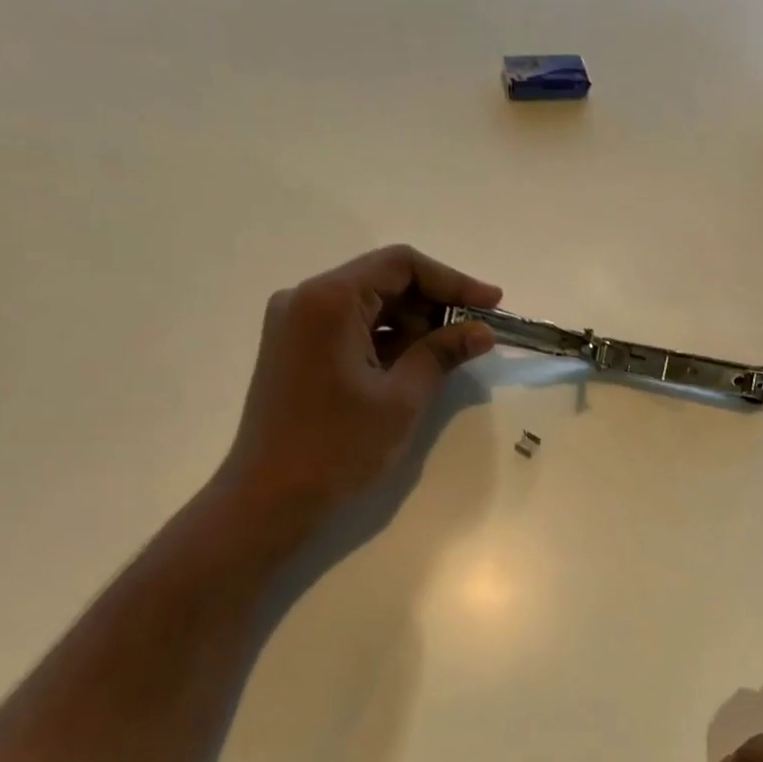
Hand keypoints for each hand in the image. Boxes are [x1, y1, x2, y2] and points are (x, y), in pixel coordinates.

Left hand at [217, 245, 500, 519]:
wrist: (269, 497)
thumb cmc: (338, 446)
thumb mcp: (402, 398)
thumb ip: (442, 353)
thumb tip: (482, 331)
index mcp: (329, 300)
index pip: (401, 264)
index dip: (453, 280)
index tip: (493, 304)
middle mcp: (306, 299)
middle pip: (383, 280)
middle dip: (435, 304)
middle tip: (476, 334)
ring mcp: (295, 324)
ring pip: (369, 305)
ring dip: (413, 324)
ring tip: (451, 354)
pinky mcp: (295, 349)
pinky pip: (350, 328)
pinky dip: (386, 340)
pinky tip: (416, 364)